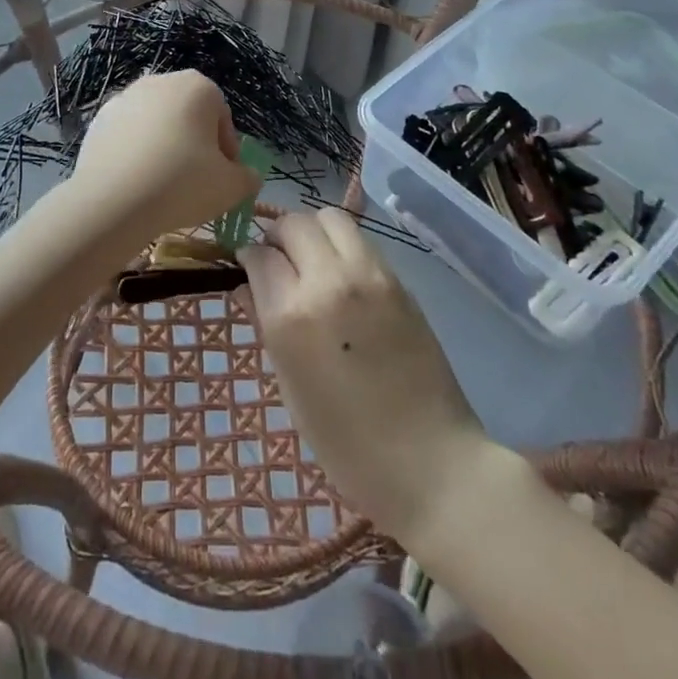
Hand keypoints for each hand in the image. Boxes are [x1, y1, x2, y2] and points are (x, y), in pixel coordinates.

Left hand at [69, 71, 261, 249]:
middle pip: (188, 116)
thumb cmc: (182, 184)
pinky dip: (135, 153)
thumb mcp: (231, 188)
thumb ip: (247, 178)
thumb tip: (246, 176)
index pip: (222, 119)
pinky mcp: (99, 119)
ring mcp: (125, 97)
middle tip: (194, 182)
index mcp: (198, 86)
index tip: (222, 179)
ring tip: (162, 185)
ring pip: (156, 124)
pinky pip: (128, 135)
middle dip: (194, 145)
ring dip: (163, 147)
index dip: (226, 152)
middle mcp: (161, 81)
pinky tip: (135, 182)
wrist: (112, 200)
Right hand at [239, 210, 496, 540]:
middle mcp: (330, 282)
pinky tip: (343, 278)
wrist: (429, 460)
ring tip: (312, 261)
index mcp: (293, 315)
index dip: (249, 256)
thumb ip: (266, 323)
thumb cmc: (345, 441)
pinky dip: (343, 247)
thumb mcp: (289, 385)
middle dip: (278, 235)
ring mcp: (370, 276)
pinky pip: (361, 242)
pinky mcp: (400, 280)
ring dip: (313, 231)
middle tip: (278, 260)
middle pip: (295, 223)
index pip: (260, 255)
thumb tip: (248, 285)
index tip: (248, 266)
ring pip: (331, 218)